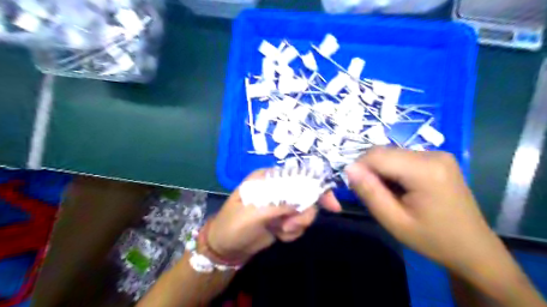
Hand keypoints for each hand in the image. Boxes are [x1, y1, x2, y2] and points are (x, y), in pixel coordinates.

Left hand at [207, 169, 339, 262]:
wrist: (226, 247)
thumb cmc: (234, 225)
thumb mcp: (254, 213)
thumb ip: (279, 204)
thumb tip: (303, 201)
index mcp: (269, 178)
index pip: (299, 175)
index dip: (317, 187)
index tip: (332, 205)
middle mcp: (278, 188)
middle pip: (307, 195)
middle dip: (304, 213)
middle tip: (290, 225)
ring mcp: (282, 205)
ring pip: (305, 212)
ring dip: (297, 225)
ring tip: (280, 231)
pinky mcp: (283, 219)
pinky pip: (299, 224)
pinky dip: (292, 232)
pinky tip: (279, 235)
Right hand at [344, 148, 500, 271]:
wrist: (472, 248)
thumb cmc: (432, 239)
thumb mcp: (394, 221)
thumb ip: (369, 192)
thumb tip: (349, 168)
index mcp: (425, 170)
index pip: (376, 155)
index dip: (359, 168)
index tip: (358, 189)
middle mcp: (433, 154)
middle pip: (384, 152)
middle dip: (371, 170)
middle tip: (374, 195)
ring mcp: (438, 154)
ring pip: (392, 153)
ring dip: (381, 170)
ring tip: (389, 194)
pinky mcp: (438, 158)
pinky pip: (403, 157)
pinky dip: (393, 170)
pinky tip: (401, 188)